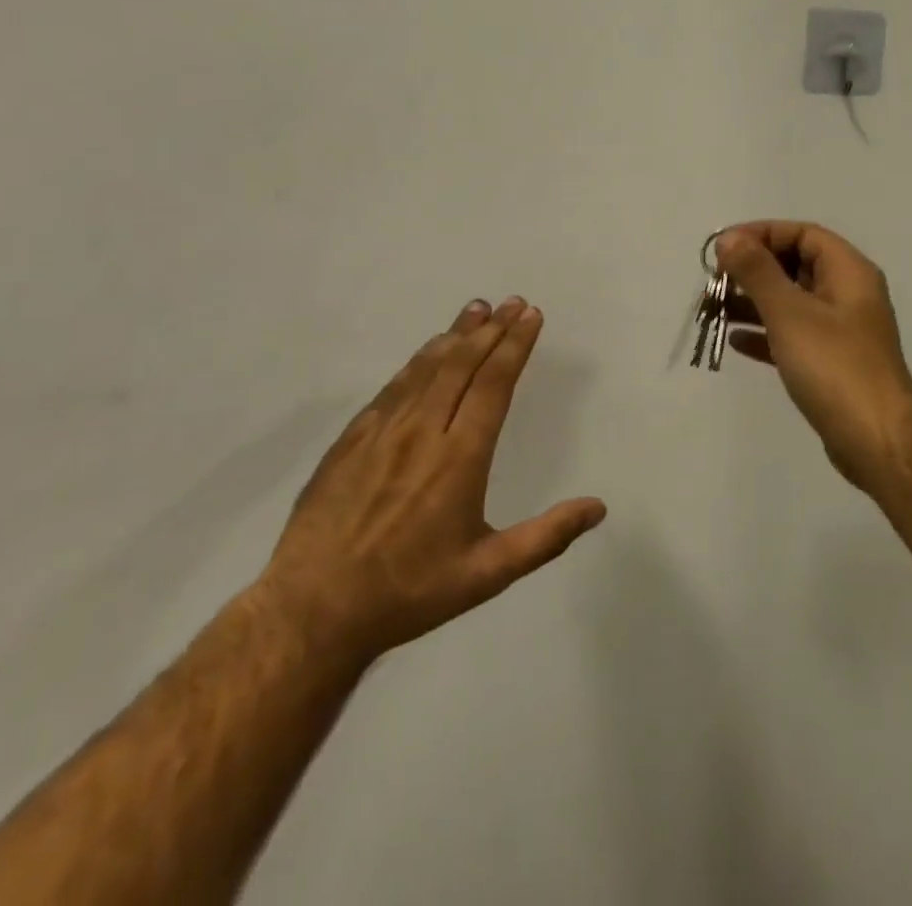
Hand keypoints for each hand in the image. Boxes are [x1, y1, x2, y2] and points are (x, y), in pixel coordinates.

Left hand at [261, 298, 605, 660]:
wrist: (313, 609)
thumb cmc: (410, 591)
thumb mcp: (488, 574)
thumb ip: (546, 537)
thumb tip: (598, 507)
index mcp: (460, 458)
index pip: (494, 384)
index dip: (515, 345)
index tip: (531, 316)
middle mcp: (423, 432)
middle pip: (462, 365)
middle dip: (492, 329)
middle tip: (513, 302)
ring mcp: (383, 432)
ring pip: (426, 368)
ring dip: (456, 335)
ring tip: (477, 309)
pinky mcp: (352, 440)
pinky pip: (393, 387)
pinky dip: (418, 361)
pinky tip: (428, 351)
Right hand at [715, 222, 911, 489]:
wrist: (876, 440)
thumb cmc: (834, 366)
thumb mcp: (790, 312)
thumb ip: (757, 272)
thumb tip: (729, 239)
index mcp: (849, 272)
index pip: (803, 234)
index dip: (762, 233)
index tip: (725, 247)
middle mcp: (848, 294)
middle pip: (796, 265)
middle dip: (753, 269)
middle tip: (715, 280)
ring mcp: (841, 331)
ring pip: (791, 302)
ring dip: (753, 302)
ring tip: (714, 309)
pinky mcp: (832, 364)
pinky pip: (792, 336)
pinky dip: (765, 334)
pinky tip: (735, 341)